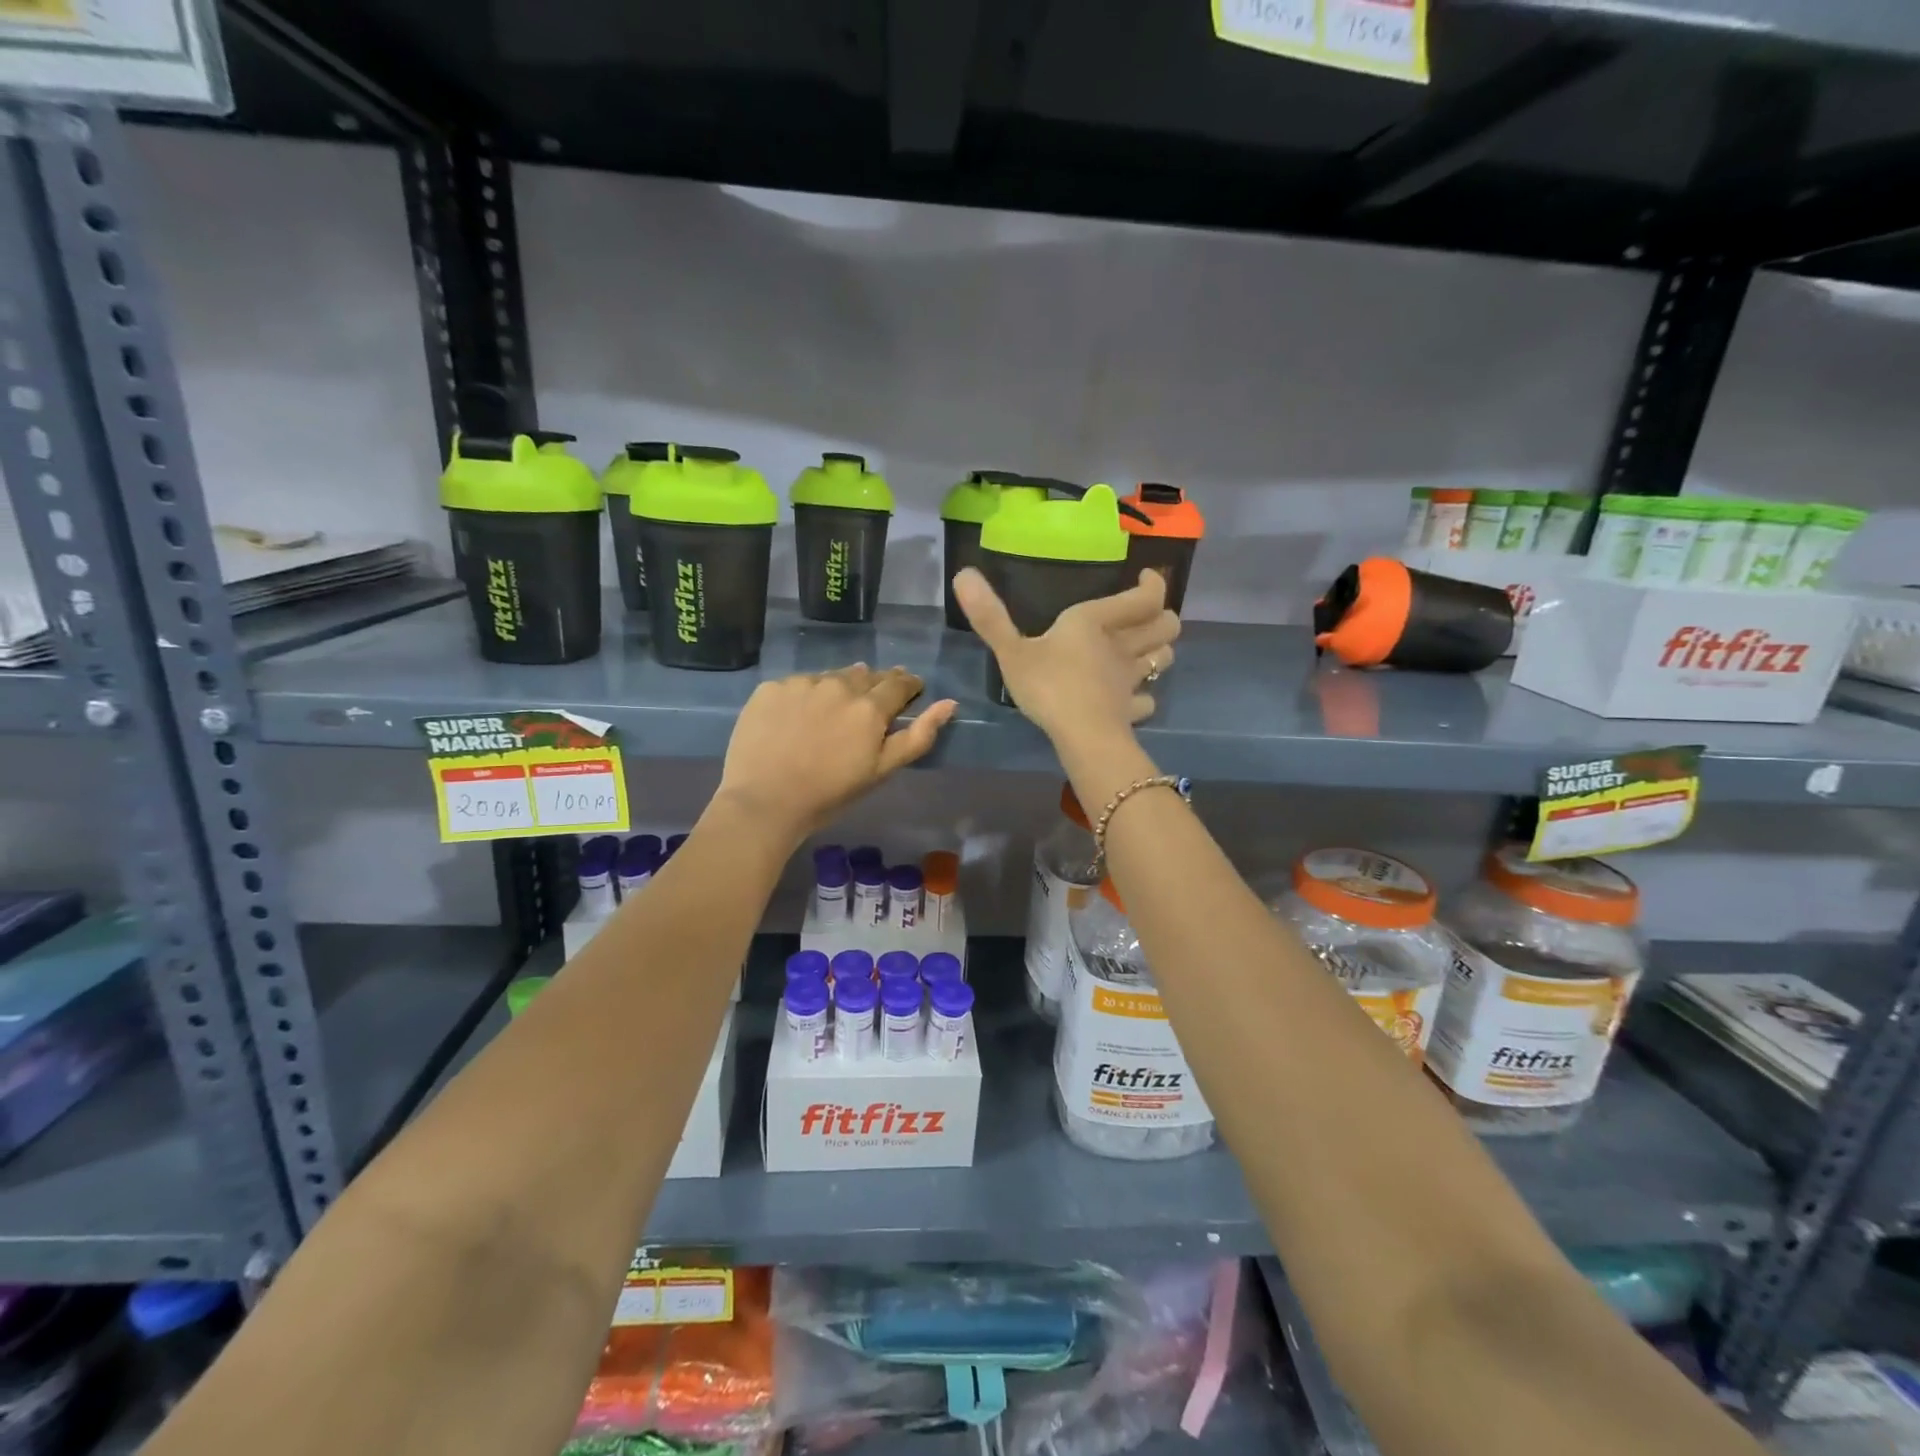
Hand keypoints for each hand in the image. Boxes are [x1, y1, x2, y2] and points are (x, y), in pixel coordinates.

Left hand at [717, 665, 955, 838]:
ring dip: (839, 688)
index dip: (908, 685)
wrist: (763, 803)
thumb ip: (918, 736)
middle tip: (869, 706)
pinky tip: (798, 718)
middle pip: (864, 675)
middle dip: (874, 686)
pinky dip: (805, 696)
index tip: (911, 690)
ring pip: (830, 677)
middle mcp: (838, 685)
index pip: (898, 683)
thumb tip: (950, 703)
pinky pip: (797, 685)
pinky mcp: (770, 688)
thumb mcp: (881, 771)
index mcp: (869, 707)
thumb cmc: (829, 794)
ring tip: (833, 711)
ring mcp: (801, 683)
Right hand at [953, 567, 1178, 750]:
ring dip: (1159, 652)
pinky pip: (1147, 700)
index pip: (1144, 597)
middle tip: (1145, 617)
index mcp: (1096, 622)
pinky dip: (1144, 697)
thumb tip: (962, 573)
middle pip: (1166, 626)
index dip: (1153, 585)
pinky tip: (1131, 699)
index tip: (1147, 578)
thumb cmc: (1048, 686)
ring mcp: (1130, 681)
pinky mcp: (1131, 711)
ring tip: (1143, 652)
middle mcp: (1122, 646)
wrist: (1082, 737)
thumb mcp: (1011, 651)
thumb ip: (989, 616)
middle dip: (1162, 619)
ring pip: (1163, 659)